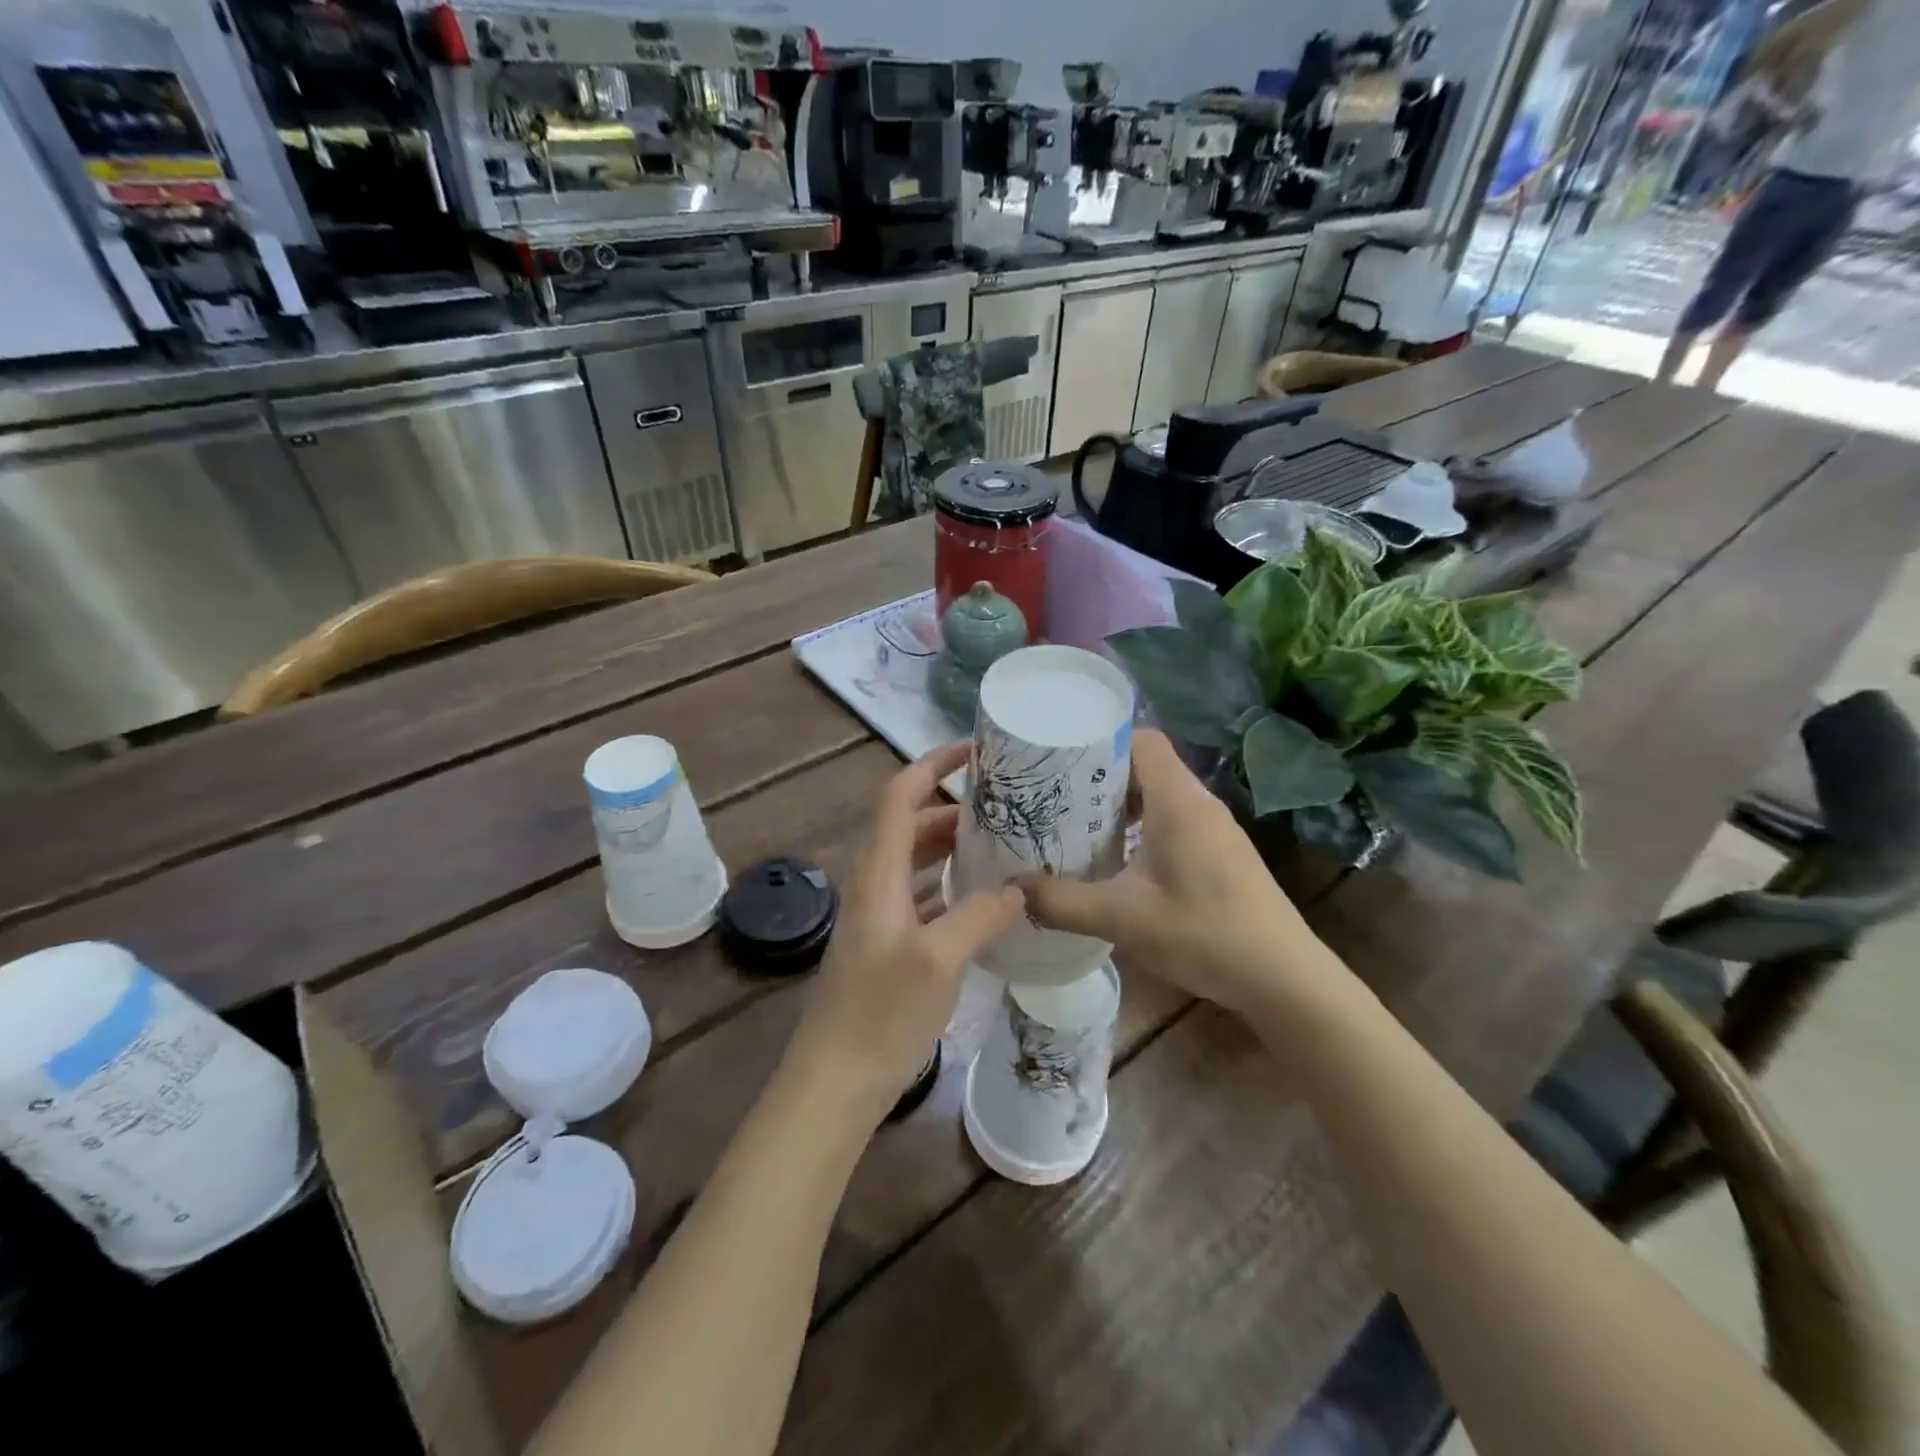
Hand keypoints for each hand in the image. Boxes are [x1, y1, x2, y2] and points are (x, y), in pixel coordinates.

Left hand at [785, 743, 1023, 1124]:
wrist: (834, 1085)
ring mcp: (879, 917)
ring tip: (1003, 844)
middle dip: (953, 806)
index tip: (975, 751)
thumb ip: (981, 915)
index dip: (932, 765)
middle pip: (911, 824)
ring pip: (916, 861)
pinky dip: (950, 885)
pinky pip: (922, 896)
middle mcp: (874, 884)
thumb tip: (1021, 887)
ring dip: (953, 846)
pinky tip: (985, 900)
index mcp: (878, 873)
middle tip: (1005, 805)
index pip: (899, 795)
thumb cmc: (880, 1016)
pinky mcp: (888, 946)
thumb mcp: (939, 960)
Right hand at [1018, 730, 1350, 1021]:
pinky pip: (1174, 820)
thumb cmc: (1203, 933)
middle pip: (1146, 765)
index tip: (1059, 759)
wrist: (1283, 977)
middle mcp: (1198, 802)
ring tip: (1077, 825)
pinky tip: (1118, 860)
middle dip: (1099, 776)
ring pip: (1160, 795)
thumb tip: (1012, 890)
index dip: (1100, 741)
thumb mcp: (1122, 918)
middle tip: (1054, 795)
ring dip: (1120, 805)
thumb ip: (1062, 902)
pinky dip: (1142, 827)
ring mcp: (1215, 828)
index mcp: (1178, 800)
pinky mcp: (1221, 852)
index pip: (1140, 739)